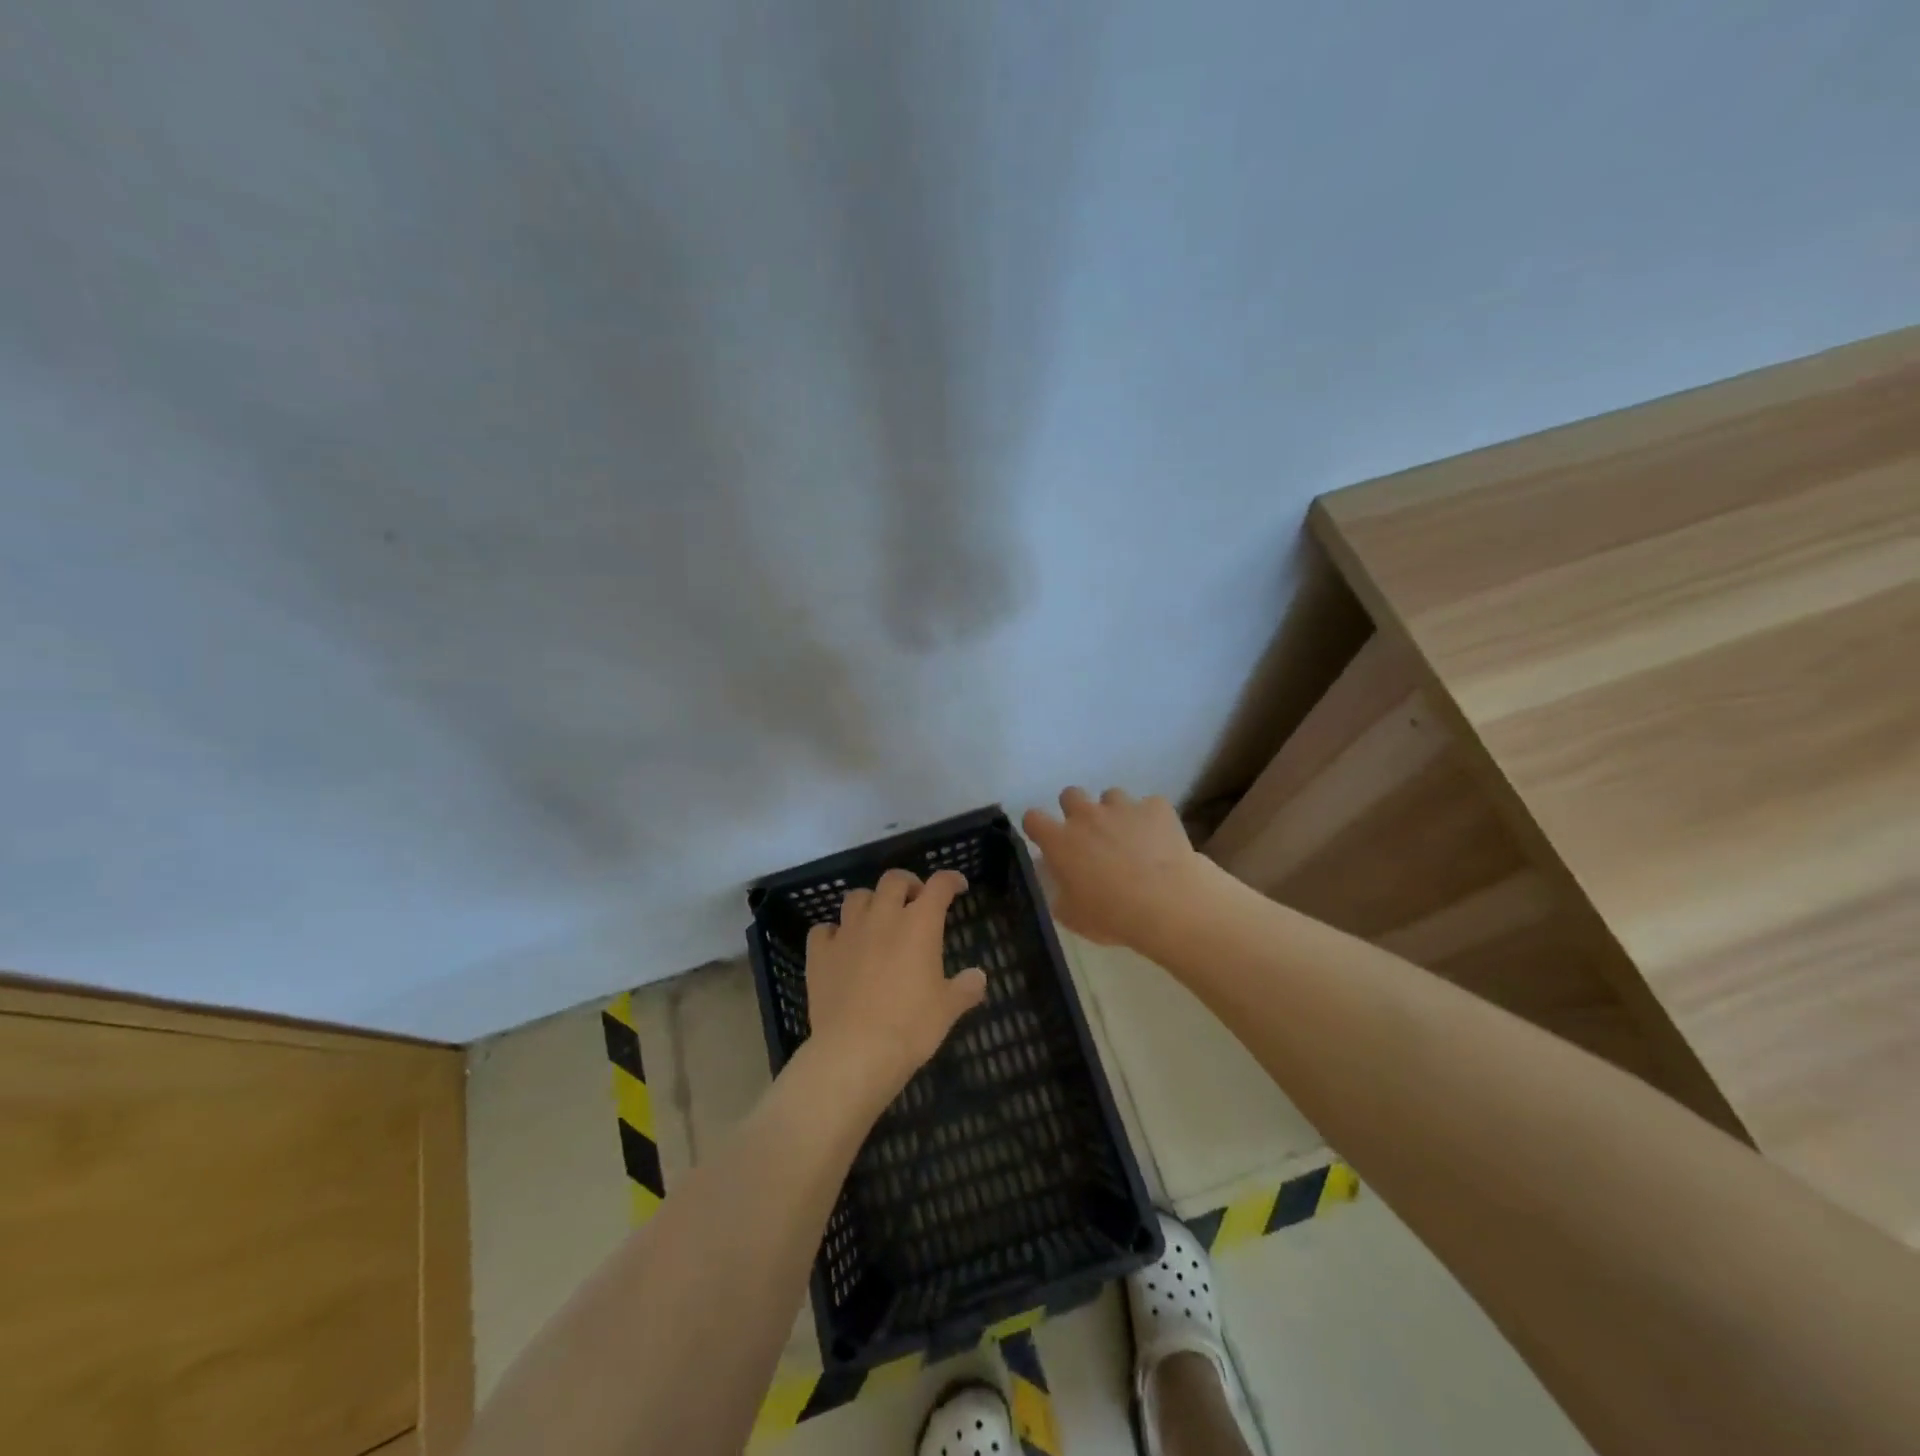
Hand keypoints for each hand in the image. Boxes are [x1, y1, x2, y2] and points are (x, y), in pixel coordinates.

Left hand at [803, 867, 985, 1107]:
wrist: (855, 1051)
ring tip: (877, 918)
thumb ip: (965, 988)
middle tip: (915, 900)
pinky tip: (839, 946)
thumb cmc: (910, 1026)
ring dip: (870, 901)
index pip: (939, 886)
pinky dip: (833, 933)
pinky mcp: (820, 953)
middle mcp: (882, 917)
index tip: (958, 886)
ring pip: (856, 897)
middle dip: (908, 883)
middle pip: (894, 880)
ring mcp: (847, 933)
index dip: (951, 880)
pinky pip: (823, 930)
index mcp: (919, 924)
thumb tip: (979, 977)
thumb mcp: (948, 1009)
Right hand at [1022, 787, 1214, 947]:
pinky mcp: (1156, 807)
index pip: (1033, 818)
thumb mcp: (1072, 916)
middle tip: (1089, 836)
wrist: (1169, 905)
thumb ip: (1057, 891)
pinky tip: (1160, 840)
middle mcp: (1086, 815)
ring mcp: (1122, 807)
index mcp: (1060, 841)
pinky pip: (1149, 805)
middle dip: (1076, 810)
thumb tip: (1055, 876)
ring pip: (1111, 796)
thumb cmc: (1113, 916)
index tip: (1046, 840)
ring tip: (1129, 837)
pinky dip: (1150, 818)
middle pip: (1070, 794)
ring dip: (1114, 813)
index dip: (1038, 827)